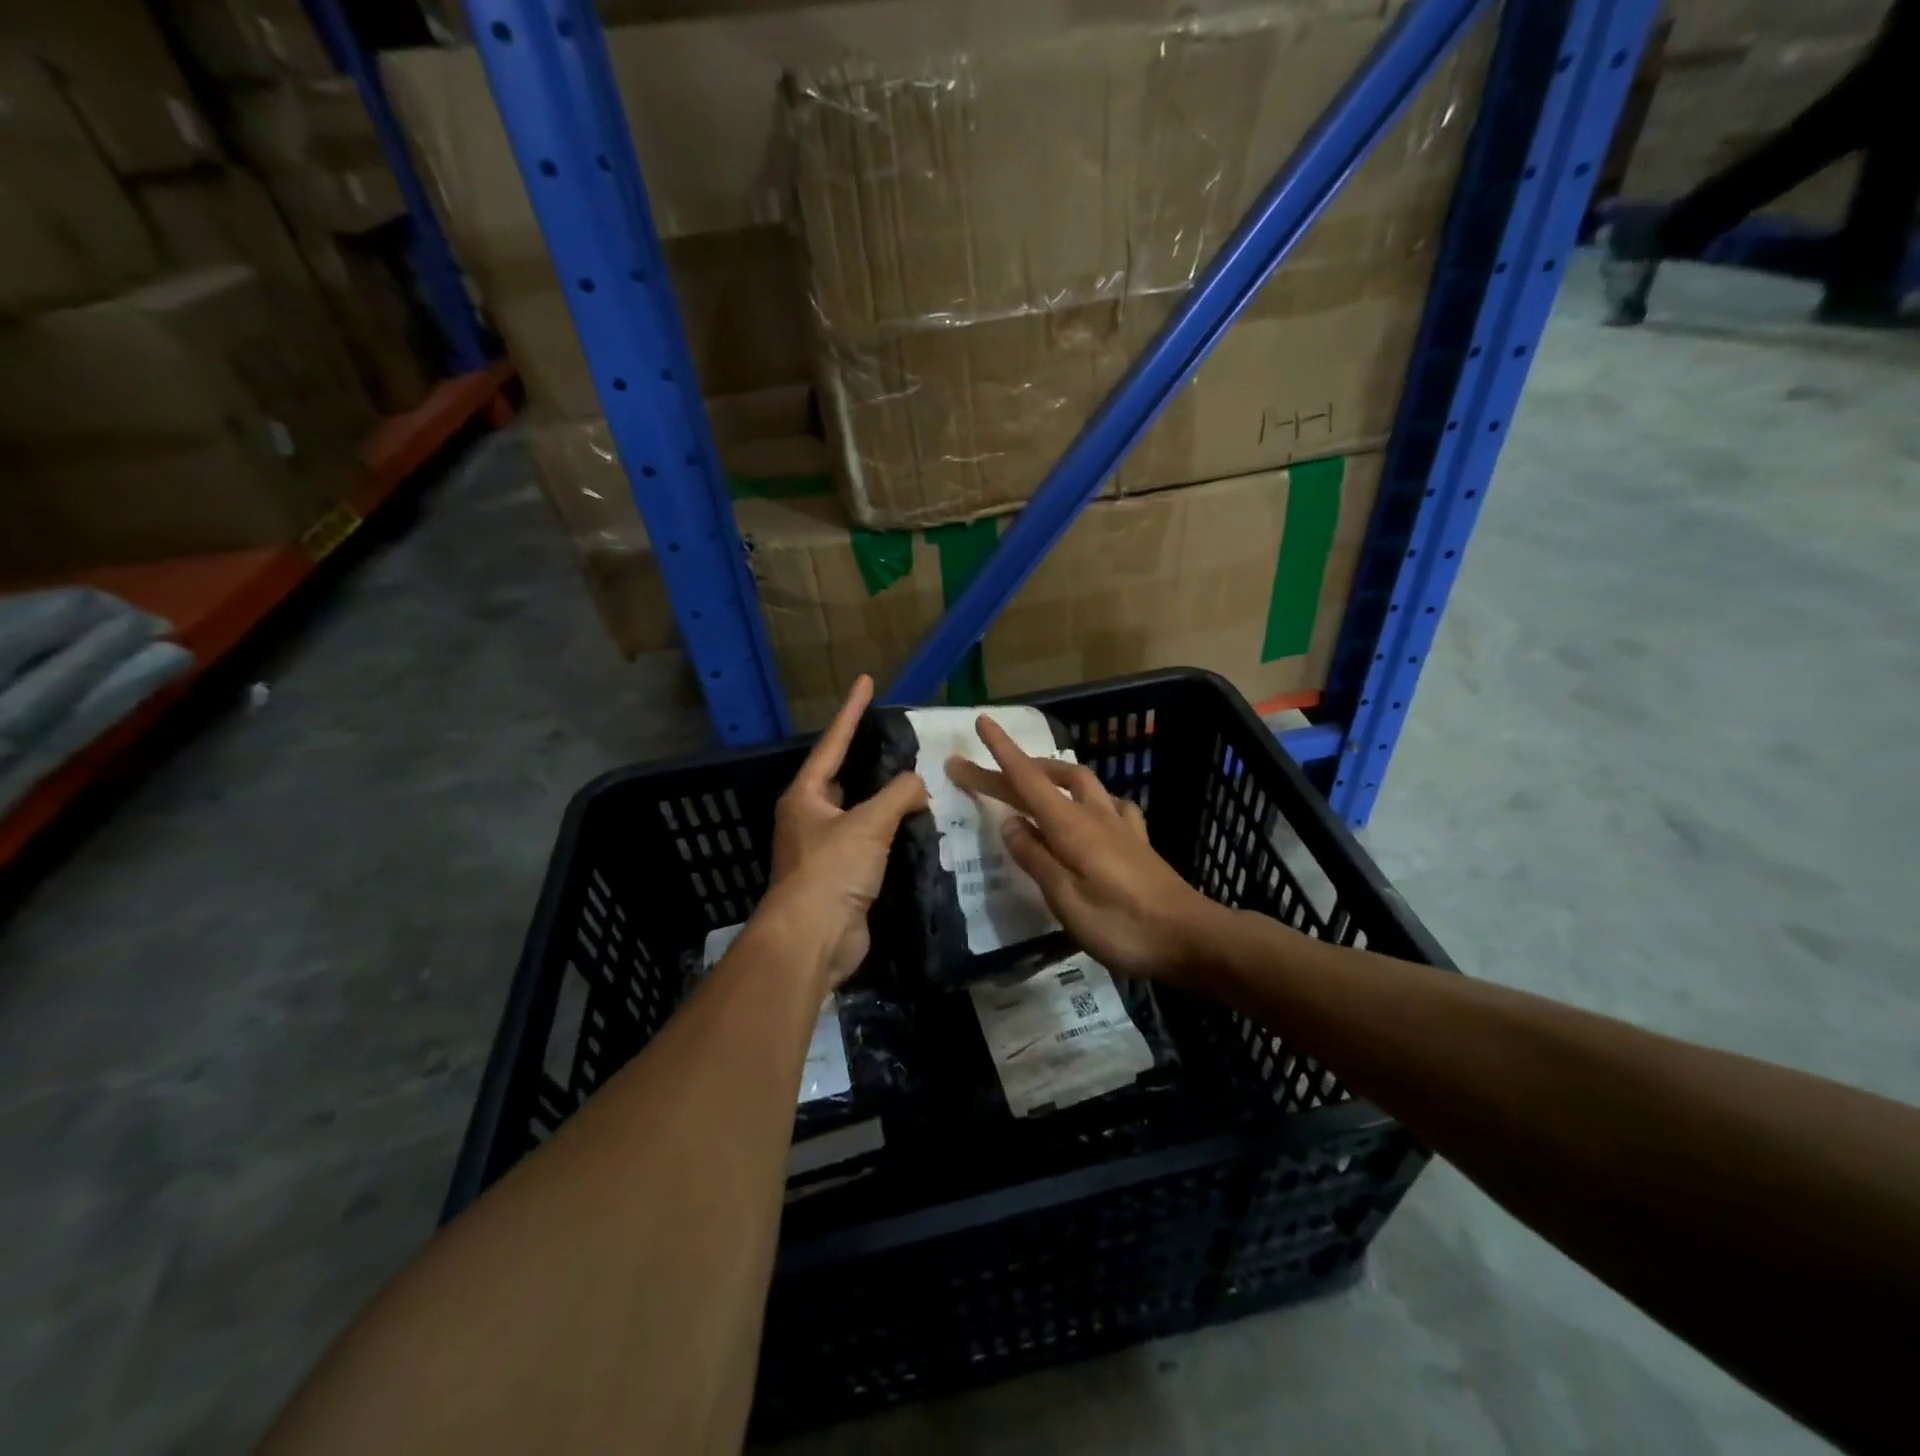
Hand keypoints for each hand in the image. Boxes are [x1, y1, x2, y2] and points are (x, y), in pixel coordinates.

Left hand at [763, 675, 926, 988]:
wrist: (813, 939)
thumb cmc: (831, 871)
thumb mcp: (868, 824)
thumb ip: (898, 795)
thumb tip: (917, 784)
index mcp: (806, 795)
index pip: (833, 743)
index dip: (852, 711)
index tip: (866, 682)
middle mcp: (811, 817)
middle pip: (843, 777)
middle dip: (867, 757)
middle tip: (898, 737)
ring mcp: (825, 848)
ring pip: (860, 812)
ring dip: (885, 799)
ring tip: (917, 779)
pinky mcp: (842, 876)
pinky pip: (871, 843)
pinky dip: (892, 833)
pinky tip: (917, 826)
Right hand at [946, 717, 1230, 984]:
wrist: (1193, 938)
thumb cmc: (1124, 926)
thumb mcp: (1067, 901)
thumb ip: (1036, 859)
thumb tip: (1009, 823)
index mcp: (1071, 827)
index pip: (1028, 779)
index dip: (1001, 751)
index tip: (982, 722)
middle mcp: (1095, 816)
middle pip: (1048, 779)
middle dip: (1012, 767)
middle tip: (980, 770)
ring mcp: (1120, 826)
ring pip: (1082, 782)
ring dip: (1052, 773)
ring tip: (1033, 779)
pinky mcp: (1138, 842)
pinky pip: (1111, 804)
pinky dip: (1091, 797)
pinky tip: (1092, 808)